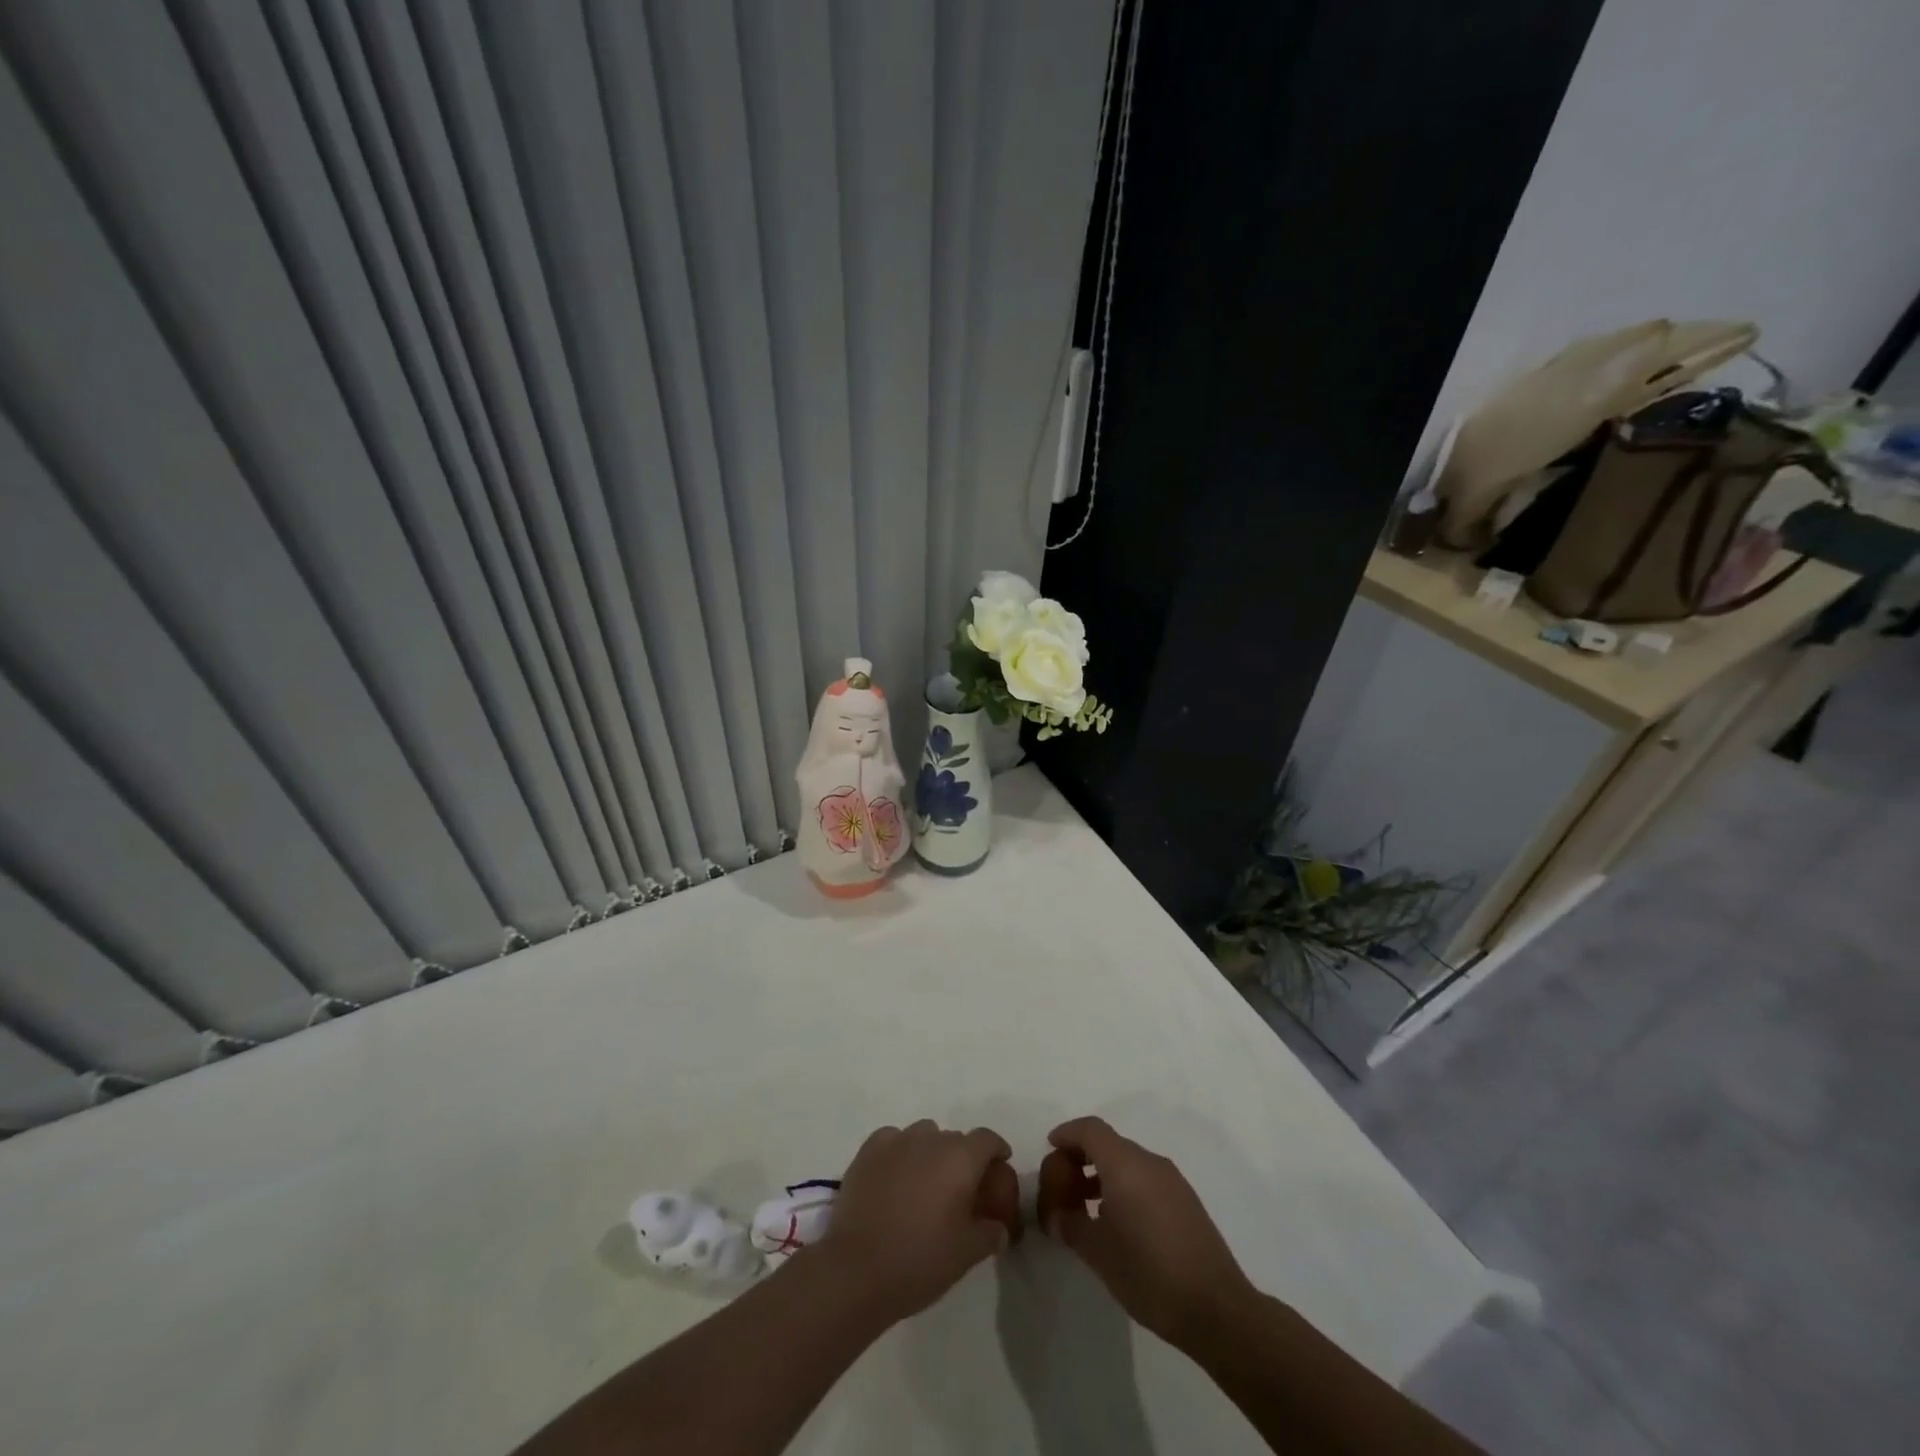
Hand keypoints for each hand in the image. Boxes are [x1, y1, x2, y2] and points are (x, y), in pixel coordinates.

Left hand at [818, 1120, 1013, 1323]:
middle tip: (960, 1190)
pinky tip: (896, 1178)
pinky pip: (893, 1140)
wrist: (857, 1269)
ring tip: (925, 1185)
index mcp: (960, 1158)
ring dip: (931, 1153)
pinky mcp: (868, 1150)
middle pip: (955, 1139)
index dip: (997, 1152)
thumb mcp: (968, 1254)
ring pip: (924, 1135)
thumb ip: (990, 1233)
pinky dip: (900, 1153)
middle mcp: (930, 1138)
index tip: (998, 1169)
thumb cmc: (920, 1260)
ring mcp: (896, 1140)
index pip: (987, 1139)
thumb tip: (999, 1228)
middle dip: (962, 1159)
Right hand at [1037, 1116, 1253, 1346]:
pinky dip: (1123, 1186)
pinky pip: (1145, 1178)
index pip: (1090, 1130)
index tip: (1049, 1149)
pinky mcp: (1185, 1201)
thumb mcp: (1098, 1253)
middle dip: (1081, 1158)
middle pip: (1108, 1143)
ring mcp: (1172, 1181)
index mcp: (1126, 1165)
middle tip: (1062, 1188)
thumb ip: (1070, 1226)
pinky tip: (1117, 1222)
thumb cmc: (1149, 1274)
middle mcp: (1150, 1162)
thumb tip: (1056, 1216)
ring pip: (1127, 1162)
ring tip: (1085, 1209)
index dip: (1067, 1134)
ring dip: (1102, 1174)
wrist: (1217, 1310)